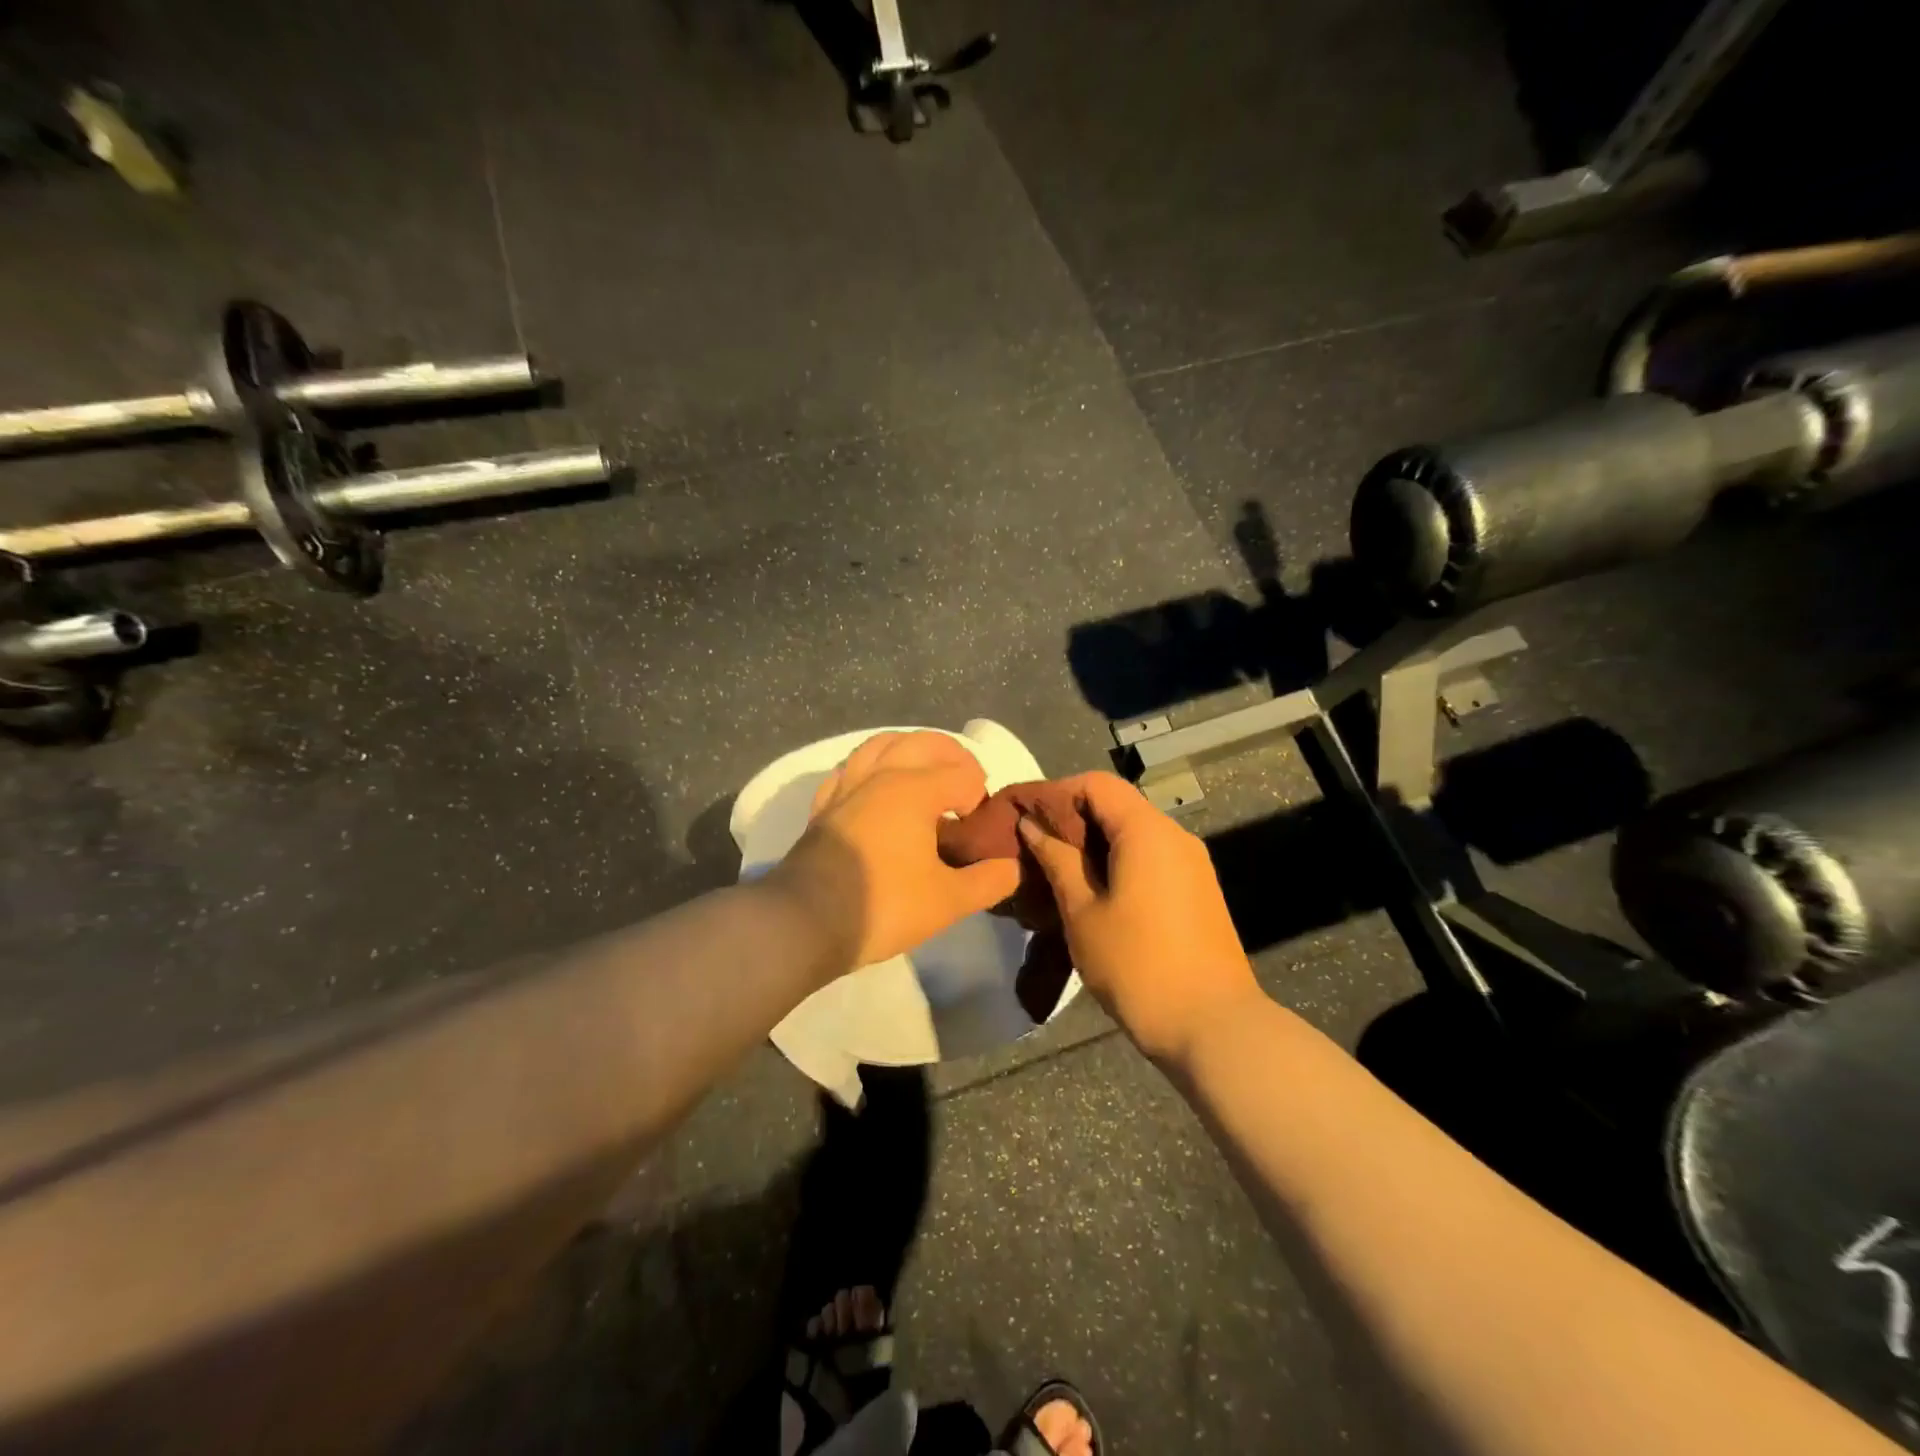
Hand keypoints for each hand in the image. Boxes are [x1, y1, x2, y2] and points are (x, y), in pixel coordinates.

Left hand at [766, 731, 1022, 978]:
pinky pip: (849, 769)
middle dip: (952, 756)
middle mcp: (881, 776)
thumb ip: (987, 881)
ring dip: (910, 749)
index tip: (977, 830)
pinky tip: (875, 786)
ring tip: (924, 772)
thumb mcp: (948, 901)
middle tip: (966, 784)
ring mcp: (847, 786)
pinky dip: (870, 767)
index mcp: (915, 790)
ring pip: (881, 745)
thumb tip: (1012, 866)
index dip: (979, 797)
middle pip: (924, 743)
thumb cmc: (883, 906)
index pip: (963, 775)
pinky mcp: (823, 805)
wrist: (805, 921)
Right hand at [1017, 772, 1260, 1062]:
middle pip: (1117, 805)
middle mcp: (1175, 836)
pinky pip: (1152, 857)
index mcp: (1147, 831)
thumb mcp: (1083, 912)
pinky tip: (1094, 891)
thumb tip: (1032, 825)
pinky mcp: (1198, 890)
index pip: (1097, 784)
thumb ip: (1057, 860)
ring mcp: (1192, 863)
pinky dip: (1119, 862)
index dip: (1056, 793)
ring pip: (1134, 833)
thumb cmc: (1138, 965)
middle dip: (1073, 819)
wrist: (1213, 1026)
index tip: (1025, 818)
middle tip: (1034, 847)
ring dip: (1095, 843)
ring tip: (1058, 871)